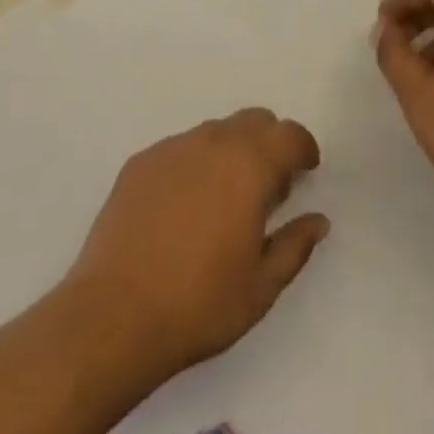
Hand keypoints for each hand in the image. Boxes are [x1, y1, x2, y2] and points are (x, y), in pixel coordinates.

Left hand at [64, 109, 328, 375]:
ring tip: (224, 200)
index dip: (303, 148)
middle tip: (268, 187)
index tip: (306, 171)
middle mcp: (212, 142)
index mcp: (248, 166)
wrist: (115, 313)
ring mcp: (172, 147)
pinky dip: (195, 164)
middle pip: (253, 120)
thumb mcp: (261, 287)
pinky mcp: (141, 161)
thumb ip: (295, 245)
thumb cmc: (199, 304)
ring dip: (231, 152)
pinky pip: (180, 148)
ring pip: (215, 131)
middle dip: (269, 143)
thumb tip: (317, 219)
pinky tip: (184, 207)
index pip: (288, 135)